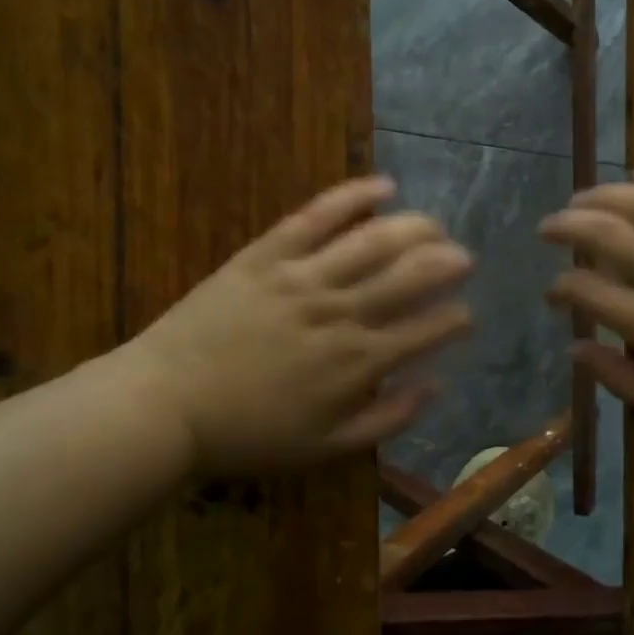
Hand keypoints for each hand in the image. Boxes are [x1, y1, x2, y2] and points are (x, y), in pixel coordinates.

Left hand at [120, 177, 472, 473]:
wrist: (167, 406)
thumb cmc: (250, 434)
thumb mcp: (327, 448)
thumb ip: (387, 418)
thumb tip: (435, 385)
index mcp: (359, 362)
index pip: (427, 330)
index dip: (456, 319)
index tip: (466, 315)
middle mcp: (342, 312)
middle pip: (411, 275)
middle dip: (448, 264)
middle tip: (463, 258)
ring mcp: (305, 277)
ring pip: (375, 241)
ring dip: (415, 228)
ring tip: (435, 225)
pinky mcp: (268, 254)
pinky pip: (317, 216)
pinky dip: (353, 196)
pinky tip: (382, 186)